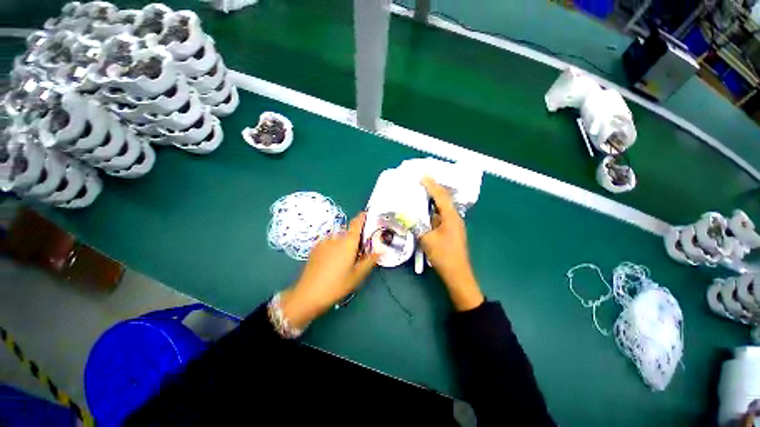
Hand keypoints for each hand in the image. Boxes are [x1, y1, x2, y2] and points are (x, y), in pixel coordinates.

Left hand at [280, 212, 378, 327]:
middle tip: (359, 251)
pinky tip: (332, 261)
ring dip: (344, 243)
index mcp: (348, 242)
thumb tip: (380, 251)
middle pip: (348, 232)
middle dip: (355, 238)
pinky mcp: (315, 248)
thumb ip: (370, 261)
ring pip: (338, 238)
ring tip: (345, 259)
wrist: (308, 294)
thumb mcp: (357, 275)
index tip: (367, 215)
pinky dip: (334, 247)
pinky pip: (329, 242)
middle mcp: (336, 237)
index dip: (362, 217)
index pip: (356, 222)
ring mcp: (324, 242)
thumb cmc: (337, 285)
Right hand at [420, 177, 483, 310]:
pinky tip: (423, 212)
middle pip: (443, 199)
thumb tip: (406, 215)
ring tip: (420, 193)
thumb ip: (417, 225)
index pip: (440, 196)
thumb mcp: (427, 240)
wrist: (457, 274)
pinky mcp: (449, 231)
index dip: (431, 185)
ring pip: (441, 208)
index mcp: (451, 217)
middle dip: (432, 189)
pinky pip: (439, 217)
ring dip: (431, 201)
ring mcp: (453, 225)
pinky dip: (431, 212)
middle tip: (420, 182)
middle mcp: (454, 217)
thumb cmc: (444, 256)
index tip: (421, 176)